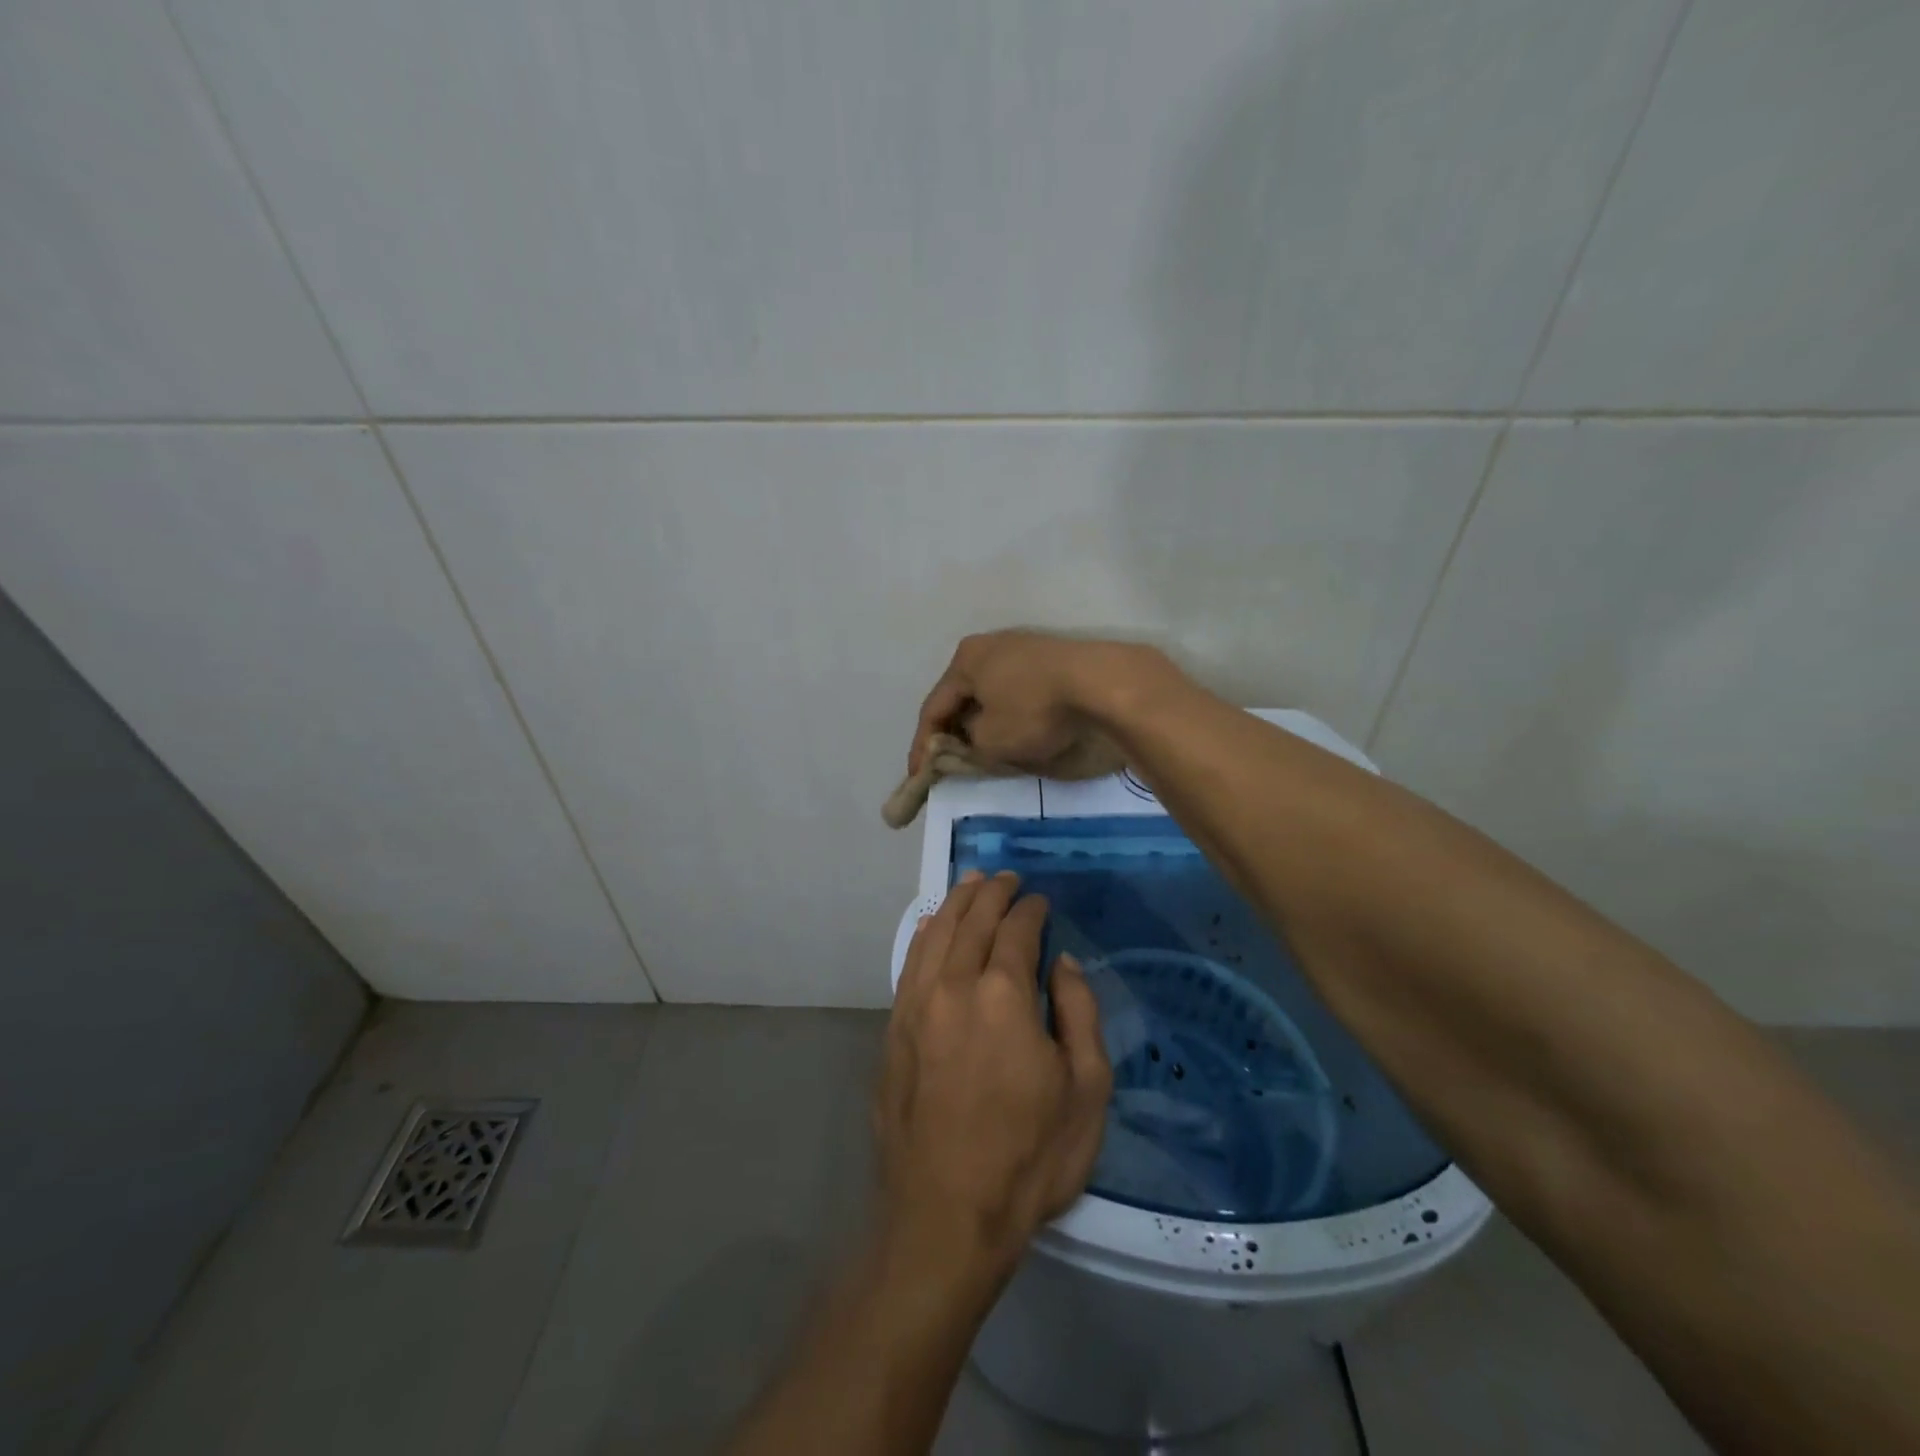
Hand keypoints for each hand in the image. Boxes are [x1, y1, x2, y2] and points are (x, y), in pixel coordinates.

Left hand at [876, 870, 1111, 1276]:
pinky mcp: (893, 1028)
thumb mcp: (1086, 1090)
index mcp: (1003, 994)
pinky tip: (931, 924)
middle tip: (1006, 878)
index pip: (1016, 929)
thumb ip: (1079, 1012)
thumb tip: (1061, 961)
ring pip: (934, 932)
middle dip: (992, 892)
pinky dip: (924, 933)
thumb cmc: (1029, 1156)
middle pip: (971, 919)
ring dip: (956, 902)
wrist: (944, 1214)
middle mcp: (953, 985)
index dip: (1031, 909)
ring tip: (972, 884)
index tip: (1040, 901)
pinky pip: (909, 962)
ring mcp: (916, 1005)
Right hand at [910, 630, 1162, 775]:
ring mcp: (1022, 648)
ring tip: (981, 751)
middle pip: (961, 697)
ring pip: (989, 693)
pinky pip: (1015, 691)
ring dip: (981, 723)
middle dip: (952, 732)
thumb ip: (968, 745)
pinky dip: (1008, 713)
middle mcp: (989, 645)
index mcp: (965, 660)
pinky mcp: (1050, 658)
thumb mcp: (991, 740)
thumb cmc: (1034, 710)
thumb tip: (971, 739)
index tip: (917, 778)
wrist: (1102, 683)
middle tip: (946, 764)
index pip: (933, 708)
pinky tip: (1015, 731)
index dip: (922, 748)